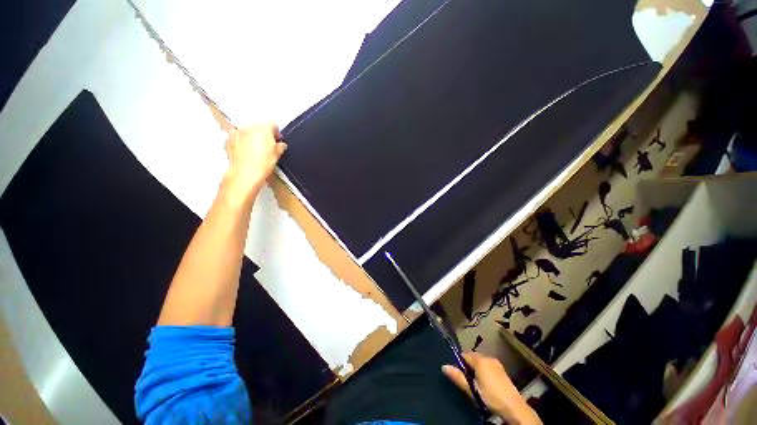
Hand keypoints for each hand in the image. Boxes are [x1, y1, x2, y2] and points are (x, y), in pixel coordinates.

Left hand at [223, 124, 286, 200]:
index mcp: (264, 128)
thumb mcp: (277, 155)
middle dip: (263, 134)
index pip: (273, 125)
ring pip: (247, 131)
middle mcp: (249, 127)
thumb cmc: (262, 164)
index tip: (277, 139)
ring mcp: (237, 133)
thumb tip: (280, 145)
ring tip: (256, 149)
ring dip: (251, 137)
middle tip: (267, 146)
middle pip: (259, 127)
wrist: (245, 174)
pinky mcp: (228, 140)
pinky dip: (241, 142)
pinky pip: (237, 137)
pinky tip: (246, 152)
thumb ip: (280, 147)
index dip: (276, 133)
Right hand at [443, 352, 541, 424]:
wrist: (515, 408)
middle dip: (468, 366)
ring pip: (480, 361)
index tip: (458, 373)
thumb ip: (459, 377)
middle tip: (466, 380)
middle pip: (472, 357)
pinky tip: (485, 383)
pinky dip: (484, 371)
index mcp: (480, 360)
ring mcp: (496, 363)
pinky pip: (488, 365)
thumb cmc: (492, 397)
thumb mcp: (473, 389)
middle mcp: (488, 357)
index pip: (464, 354)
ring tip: (475, 383)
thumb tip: (444, 366)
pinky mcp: (502, 370)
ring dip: (476, 369)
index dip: (459, 362)